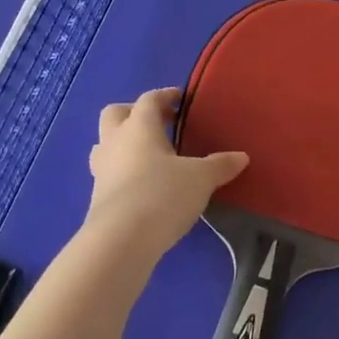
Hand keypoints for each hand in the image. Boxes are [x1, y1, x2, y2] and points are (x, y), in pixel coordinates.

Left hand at [84, 88, 246, 267]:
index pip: (148, 99)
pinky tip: (145, 186)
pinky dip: (124, 173)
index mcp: (139, 127)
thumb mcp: (201, 178)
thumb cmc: (162, 195)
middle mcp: (115, 142)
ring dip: (124, 144)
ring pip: (106, 144)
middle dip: (134, 113)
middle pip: (115, 114)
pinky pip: (109, 173)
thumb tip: (241, 157)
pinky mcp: (97, 198)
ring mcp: (101, 170)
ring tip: (149, 157)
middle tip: (159, 125)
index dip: (165, 96)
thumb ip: (220, 165)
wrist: (121, 241)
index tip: (180, 100)